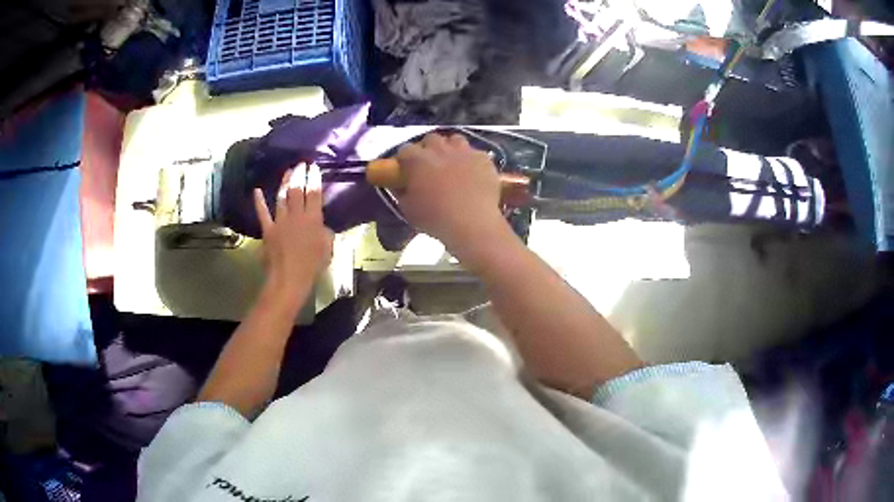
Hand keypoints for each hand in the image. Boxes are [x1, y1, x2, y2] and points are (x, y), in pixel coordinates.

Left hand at [254, 163, 333, 300]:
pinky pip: (263, 213)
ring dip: (284, 183)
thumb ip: (325, 233)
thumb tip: (322, 225)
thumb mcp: (327, 249)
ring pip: (282, 197)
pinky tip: (256, 191)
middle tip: (301, 164)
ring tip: (287, 171)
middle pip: (297, 191)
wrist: (289, 279)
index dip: (314, 179)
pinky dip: (259, 202)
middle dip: (299, 175)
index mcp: (313, 220)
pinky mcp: (268, 230)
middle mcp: (297, 216)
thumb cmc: (312, 267)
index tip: (314, 167)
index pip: (315, 194)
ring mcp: (280, 222)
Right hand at [396, 133, 506, 253]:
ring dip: (450, 149)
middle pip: (430, 139)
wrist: (472, 223)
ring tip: (452, 164)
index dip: (405, 160)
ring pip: (454, 140)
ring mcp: (463, 151)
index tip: (406, 171)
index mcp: (416, 159)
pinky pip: (474, 153)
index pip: (404, 150)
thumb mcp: (408, 209)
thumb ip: (401, 192)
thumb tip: (399, 185)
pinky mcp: (483, 158)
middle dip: (428, 150)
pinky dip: (471, 160)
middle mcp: (439, 148)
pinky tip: (472, 174)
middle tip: (430, 167)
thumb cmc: (435, 218)